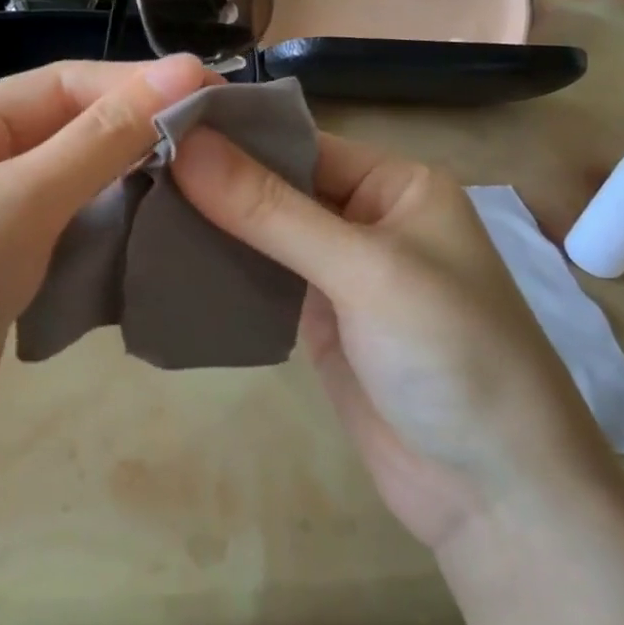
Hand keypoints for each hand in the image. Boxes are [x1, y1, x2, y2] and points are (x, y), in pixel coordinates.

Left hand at [0, 56, 214, 514]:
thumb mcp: (23, 200)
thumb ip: (105, 138)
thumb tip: (185, 70)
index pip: (62, 84)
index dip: (137, 84)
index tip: (214, 94)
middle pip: (67, 132)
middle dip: (136, 136)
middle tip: (217, 146)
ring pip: (71, 188)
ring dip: (126, 186)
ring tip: (199, 188)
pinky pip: (63, 237)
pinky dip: (105, 234)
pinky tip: (151, 238)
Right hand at [171, 130, 614, 556]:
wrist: (496, 498)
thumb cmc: (450, 357)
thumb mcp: (364, 271)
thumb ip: (271, 210)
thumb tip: (185, 144)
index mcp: (395, 184)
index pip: (298, 141)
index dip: (231, 135)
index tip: (153, 126)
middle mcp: (365, 218)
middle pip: (275, 184)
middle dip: (211, 180)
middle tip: (127, 167)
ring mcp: (339, 272)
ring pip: (261, 232)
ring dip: (209, 223)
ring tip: (133, 205)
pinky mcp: (317, 320)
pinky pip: (260, 278)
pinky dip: (220, 268)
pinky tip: (165, 257)